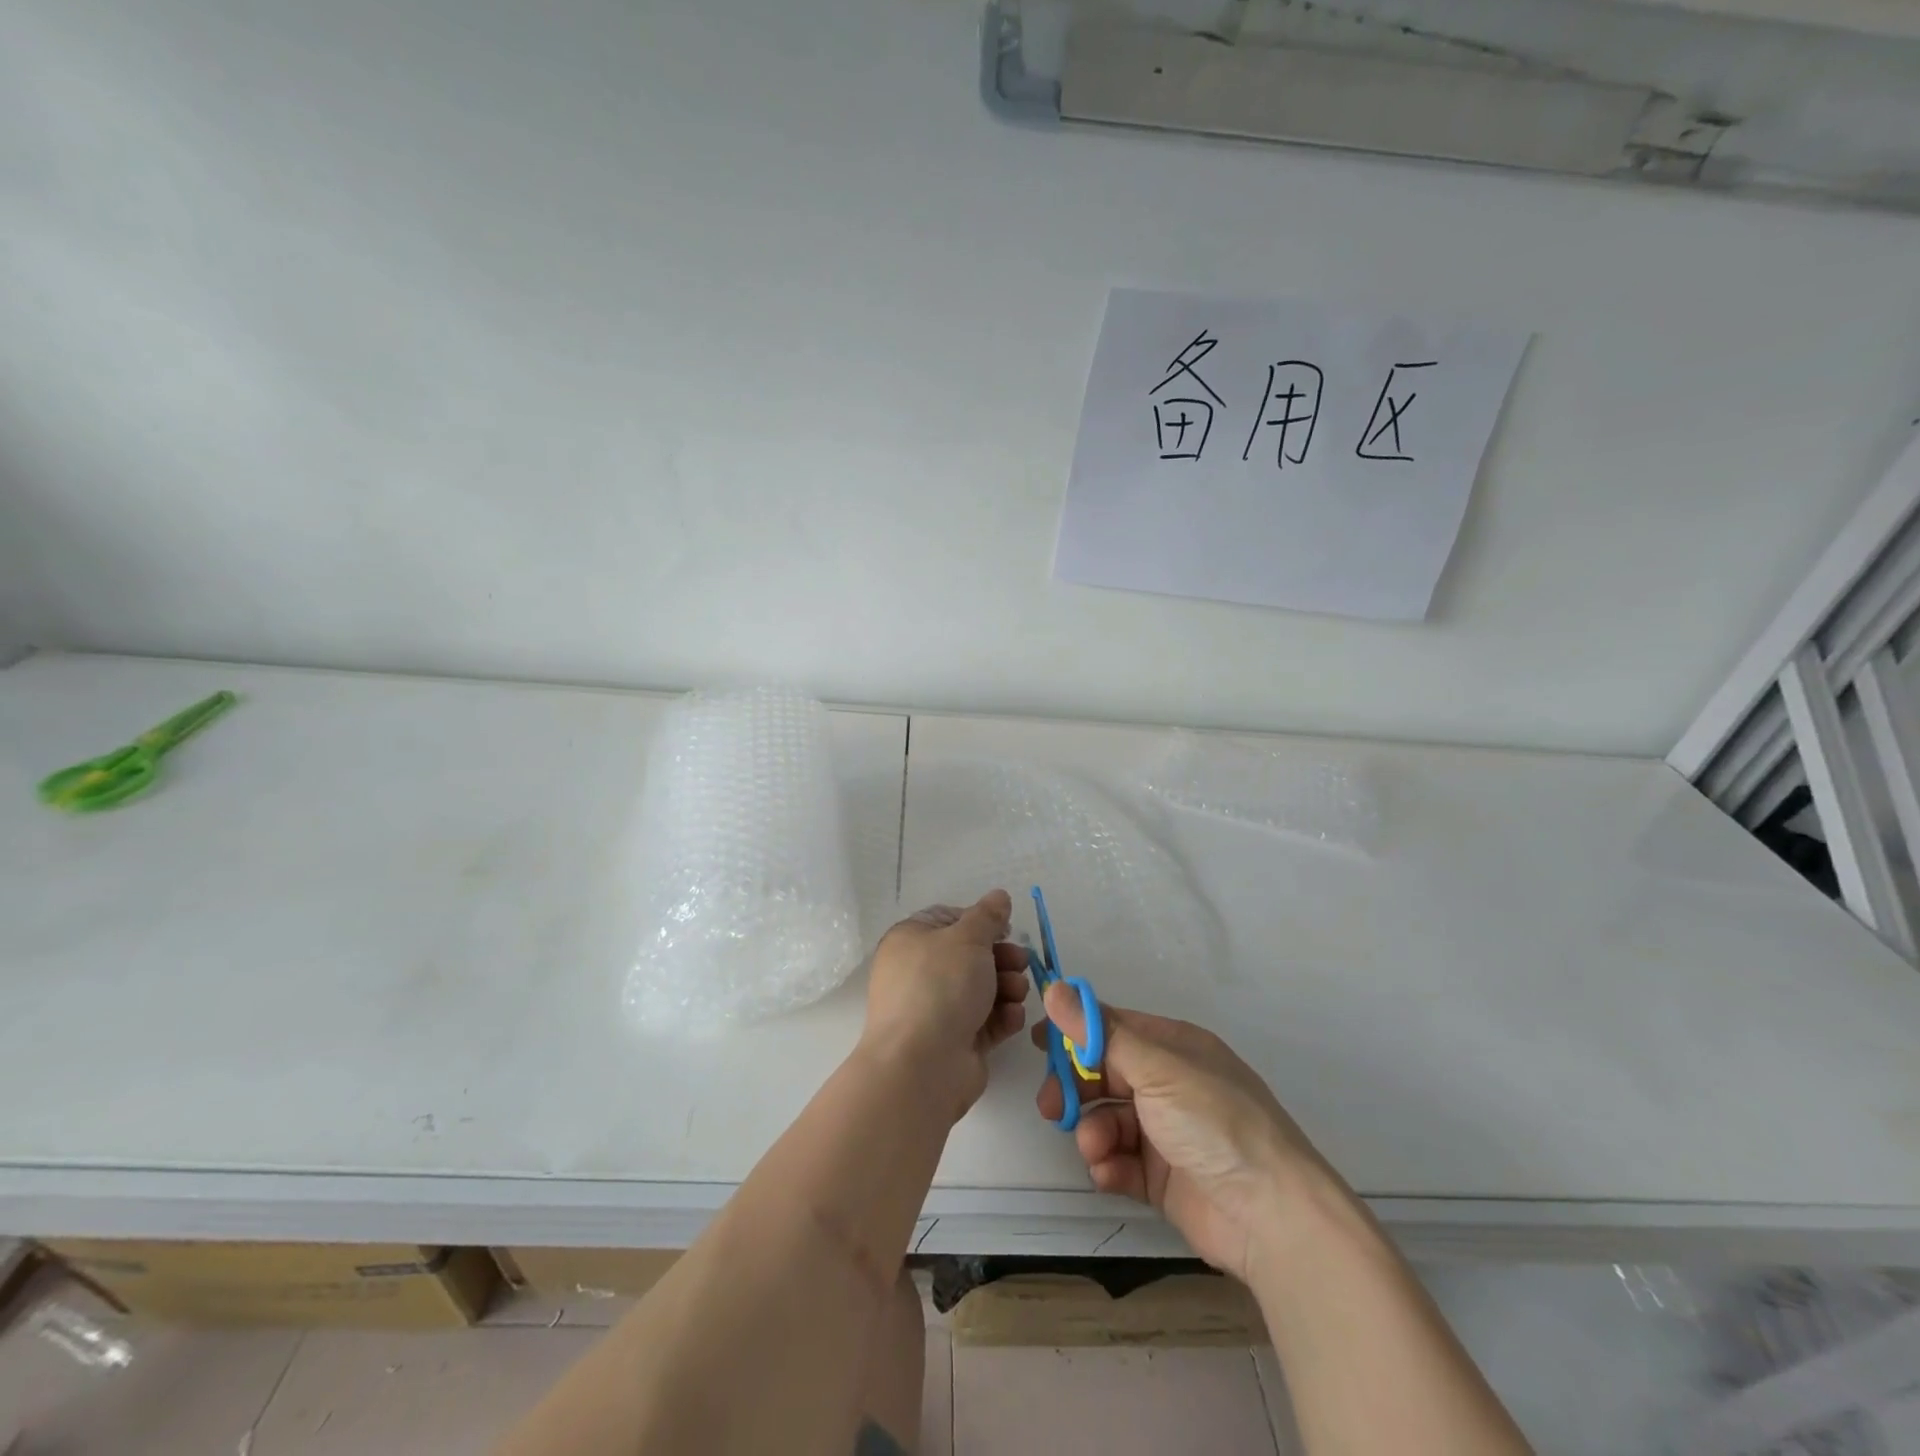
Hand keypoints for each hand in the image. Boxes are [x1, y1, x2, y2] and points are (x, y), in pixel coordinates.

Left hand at [863, 891, 1029, 1121]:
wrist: (922, 1064)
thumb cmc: (940, 986)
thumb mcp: (967, 938)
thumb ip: (988, 916)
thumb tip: (998, 896)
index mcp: (911, 940)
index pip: (948, 919)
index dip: (979, 922)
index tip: (1006, 928)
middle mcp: (920, 973)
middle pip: (969, 956)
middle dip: (1001, 957)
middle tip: (1022, 962)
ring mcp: (936, 1010)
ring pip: (981, 989)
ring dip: (1006, 986)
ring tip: (1017, 992)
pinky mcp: (955, 1042)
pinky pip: (985, 1021)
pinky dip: (1002, 1017)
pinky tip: (1013, 1016)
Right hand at [1035, 987, 1338, 1282]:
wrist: (1272, 1216)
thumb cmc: (1214, 1121)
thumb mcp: (1156, 1068)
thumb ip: (1099, 1033)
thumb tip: (1055, 988)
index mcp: (1172, 1047)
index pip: (1112, 1028)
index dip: (1075, 1033)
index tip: (1039, 1043)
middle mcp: (1168, 1084)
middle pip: (1104, 1075)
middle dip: (1075, 1088)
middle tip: (1051, 1106)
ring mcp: (1166, 1132)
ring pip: (1108, 1119)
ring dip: (1092, 1131)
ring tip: (1095, 1148)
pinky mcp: (1162, 1178)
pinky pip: (1120, 1161)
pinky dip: (1108, 1165)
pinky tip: (1108, 1173)